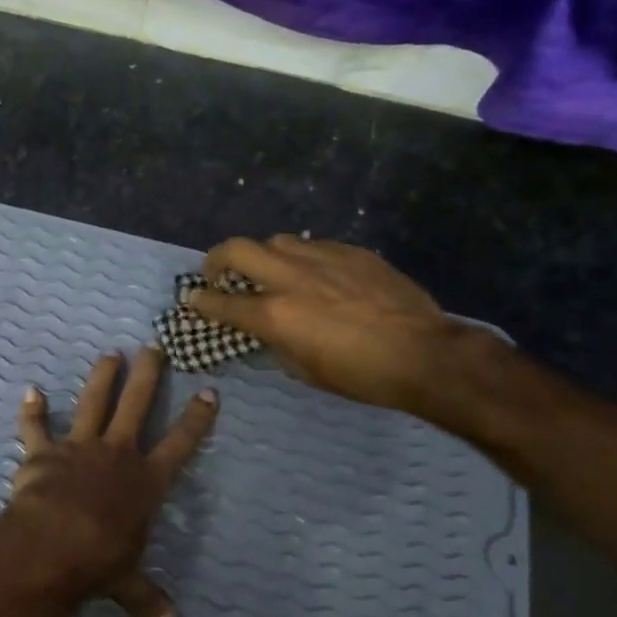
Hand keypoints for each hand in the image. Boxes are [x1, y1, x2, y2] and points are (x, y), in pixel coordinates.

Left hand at [9, 348, 217, 616]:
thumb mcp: (128, 583)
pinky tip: (30, 391)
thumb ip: (147, 603)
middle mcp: (117, 454)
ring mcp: (79, 447)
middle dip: (148, 376)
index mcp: (146, 481)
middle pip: (138, 406)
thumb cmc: (100, 560)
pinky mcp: (43, 452)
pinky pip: (36, 427)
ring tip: (110, 355)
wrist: (54, 542)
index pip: (180, 444)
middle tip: (154, 349)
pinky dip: (32, 411)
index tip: (208, 392)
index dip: (196, 419)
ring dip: (102, 378)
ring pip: (93, 402)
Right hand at [184, 235, 482, 413]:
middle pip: (237, 249)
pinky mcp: (352, 252)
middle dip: (217, 259)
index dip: (200, 302)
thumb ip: (277, 342)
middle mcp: (290, 278)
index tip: (192, 300)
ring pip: (276, 241)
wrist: (424, 353)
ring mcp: (322, 258)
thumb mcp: (305, 370)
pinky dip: (302, 258)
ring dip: (263, 256)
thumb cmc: (360, 375)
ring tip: (271, 272)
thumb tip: (268, 329)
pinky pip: (313, 246)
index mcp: (275, 315)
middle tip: (219, 273)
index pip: (221, 302)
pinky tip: (315, 275)